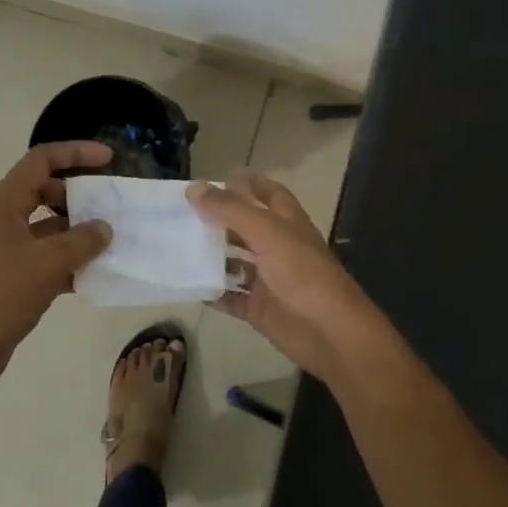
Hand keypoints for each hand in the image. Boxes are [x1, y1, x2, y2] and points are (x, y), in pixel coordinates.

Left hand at [0, 141, 113, 385]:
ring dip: (77, 231)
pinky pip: (46, 256)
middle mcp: (3, 218)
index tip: (108, 158)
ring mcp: (6, 247)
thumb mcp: (47, 263)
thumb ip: (82, 241)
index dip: (75, 152)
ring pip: (48, 226)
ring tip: (111, 241)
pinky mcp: (10, 275)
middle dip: (79, 195)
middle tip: (109, 205)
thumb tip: (104, 228)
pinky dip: (69, 261)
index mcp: (5, 203)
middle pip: (45, 190)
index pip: (42, 160)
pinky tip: (93, 276)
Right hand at [187, 168, 396, 384]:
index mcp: (287, 223)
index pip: (269, 194)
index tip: (222, 175)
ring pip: (235, 263)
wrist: (329, 331)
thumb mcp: (266, 232)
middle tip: (184, 212)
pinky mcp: (259, 308)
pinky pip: (231, 297)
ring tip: (177, 246)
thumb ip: (230, 209)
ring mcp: (268, 279)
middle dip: (219, 219)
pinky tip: (189, 286)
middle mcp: (278, 247)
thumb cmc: (302, 272)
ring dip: (211, 256)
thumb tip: (194, 188)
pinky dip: (213, 293)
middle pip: (245, 227)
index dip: (250, 183)